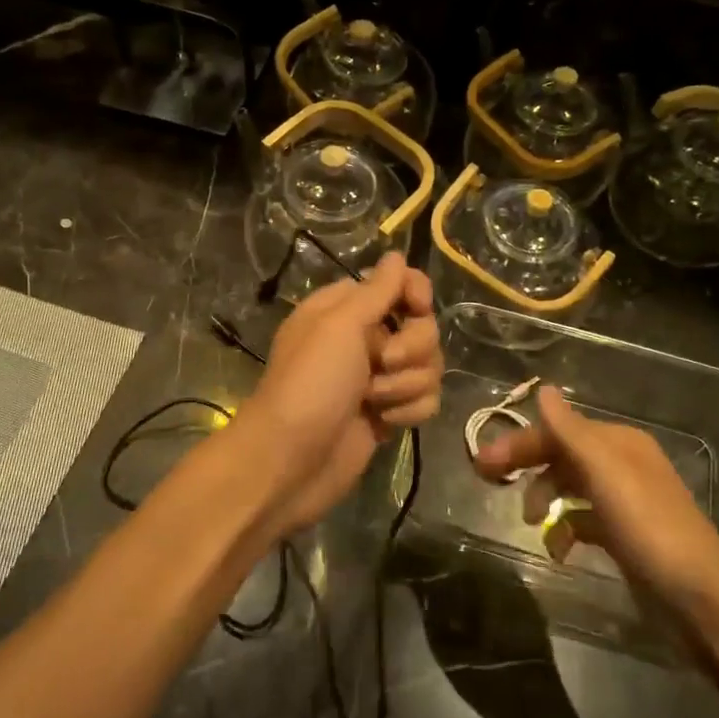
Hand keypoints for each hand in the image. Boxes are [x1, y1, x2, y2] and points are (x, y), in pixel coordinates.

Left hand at [234, 253, 440, 536]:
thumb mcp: (339, 326)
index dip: (415, 293)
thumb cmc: (310, 384)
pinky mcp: (388, 412)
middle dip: (412, 347)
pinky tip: (384, 423)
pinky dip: (409, 410)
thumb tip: (396, 256)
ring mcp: (377, 378)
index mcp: (345, 309)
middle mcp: (363, 338)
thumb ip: (376, 291)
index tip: (417, 308)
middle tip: (381, 363)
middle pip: (421, 327)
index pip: (398, 283)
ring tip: (374, 401)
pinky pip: (424, 399)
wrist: (291, 461)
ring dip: (407, 383)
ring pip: (428, 366)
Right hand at [472, 387, 718, 611]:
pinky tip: (558, 549)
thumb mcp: (606, 473)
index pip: (558, 430)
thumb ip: (571, 431)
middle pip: (561, 455)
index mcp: (618, 443)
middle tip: (486, 480)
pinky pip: (582, 520)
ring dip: (543, 498)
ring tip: (527, 521)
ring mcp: (623, 502)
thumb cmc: (649, 528)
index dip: (520, 442)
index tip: (483, 463)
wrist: (700, 599)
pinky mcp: (623, 536)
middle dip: (526, 465)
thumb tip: (542, 388)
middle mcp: (621, 465)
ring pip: (569, 487)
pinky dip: (564, 529)